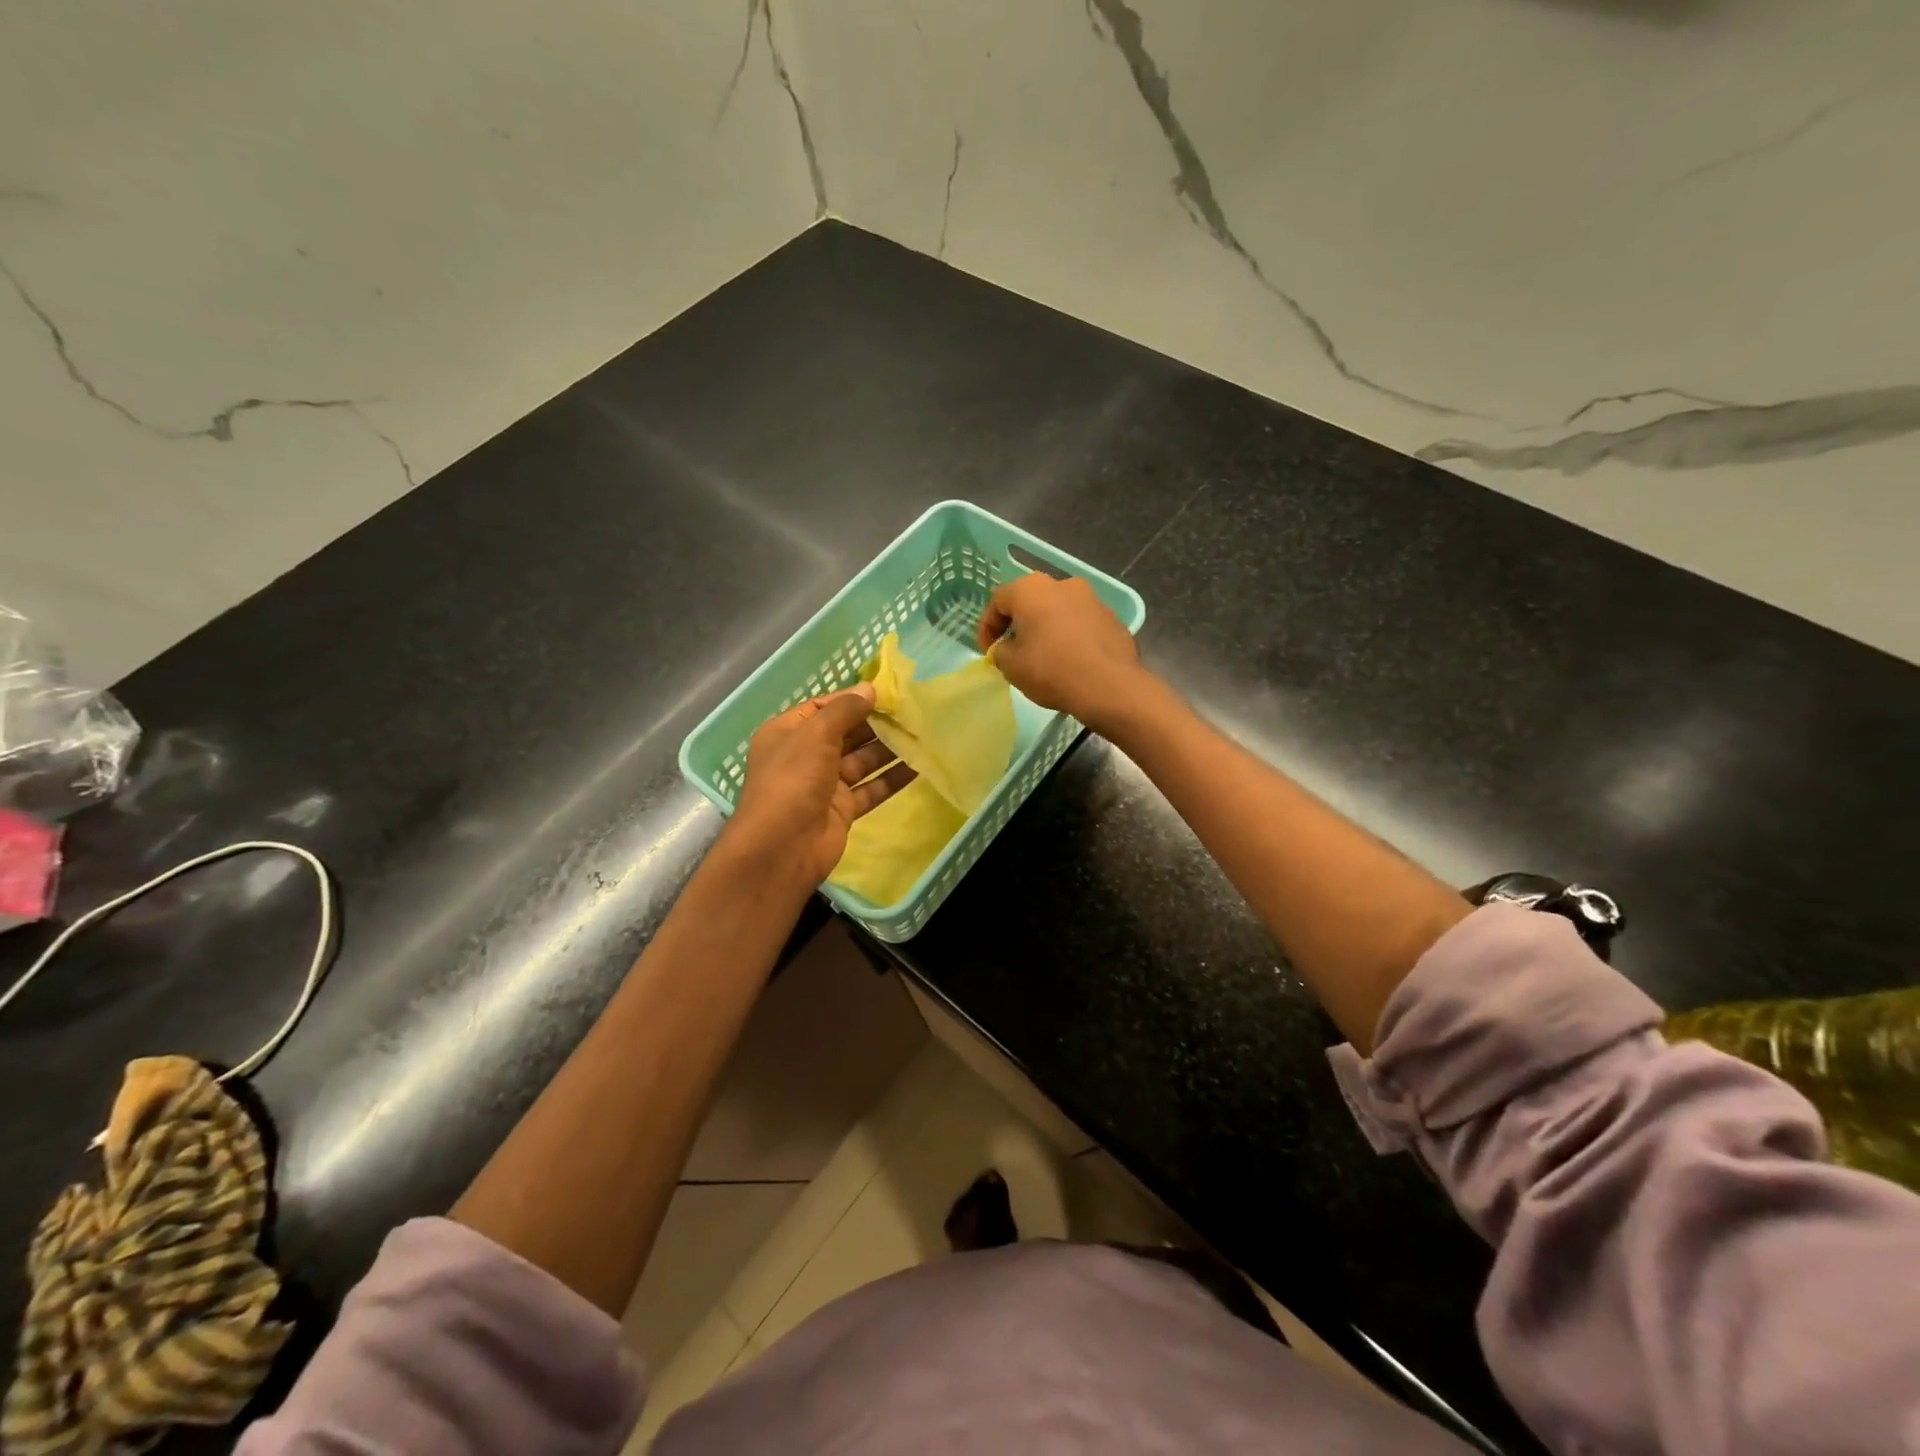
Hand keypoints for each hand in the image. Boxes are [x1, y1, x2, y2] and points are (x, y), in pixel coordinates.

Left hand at [729, 684, 915, 885]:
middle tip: (913, 712)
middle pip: (846, 733)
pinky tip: (918, 766)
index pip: (823, 707)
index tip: (888, 693)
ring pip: (862, 761)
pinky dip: (892, 778)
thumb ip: (844, 710)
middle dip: (876, 723)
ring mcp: (824, 785)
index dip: (852, 699)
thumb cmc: (792, 780)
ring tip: (922, 735)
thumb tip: (870, 689)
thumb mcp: (815, 734)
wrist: (782, 848)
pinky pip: (871, 788)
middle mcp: (805, 756)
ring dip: (889, 749)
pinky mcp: (843, 810)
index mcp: (788, 732)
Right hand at [978, 573, 1147, 732]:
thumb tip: (1007, 648)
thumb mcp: (1011, 666)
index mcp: (1031, 589)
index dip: (987, 627)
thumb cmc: (1052, 670)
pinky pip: (1079, 622)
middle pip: (1030, 601)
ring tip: (1042, 656)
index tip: (989, 652)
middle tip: (1013, 650)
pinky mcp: (1110, 616)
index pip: (998, 601)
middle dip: (1018, 624)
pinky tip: (1070, 660)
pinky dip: (1069, 636)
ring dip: (1045, 628)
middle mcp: (1062, 584)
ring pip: (1057, 610)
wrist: (1110, 686)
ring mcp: (1091, 598)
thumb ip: (1000, 651)